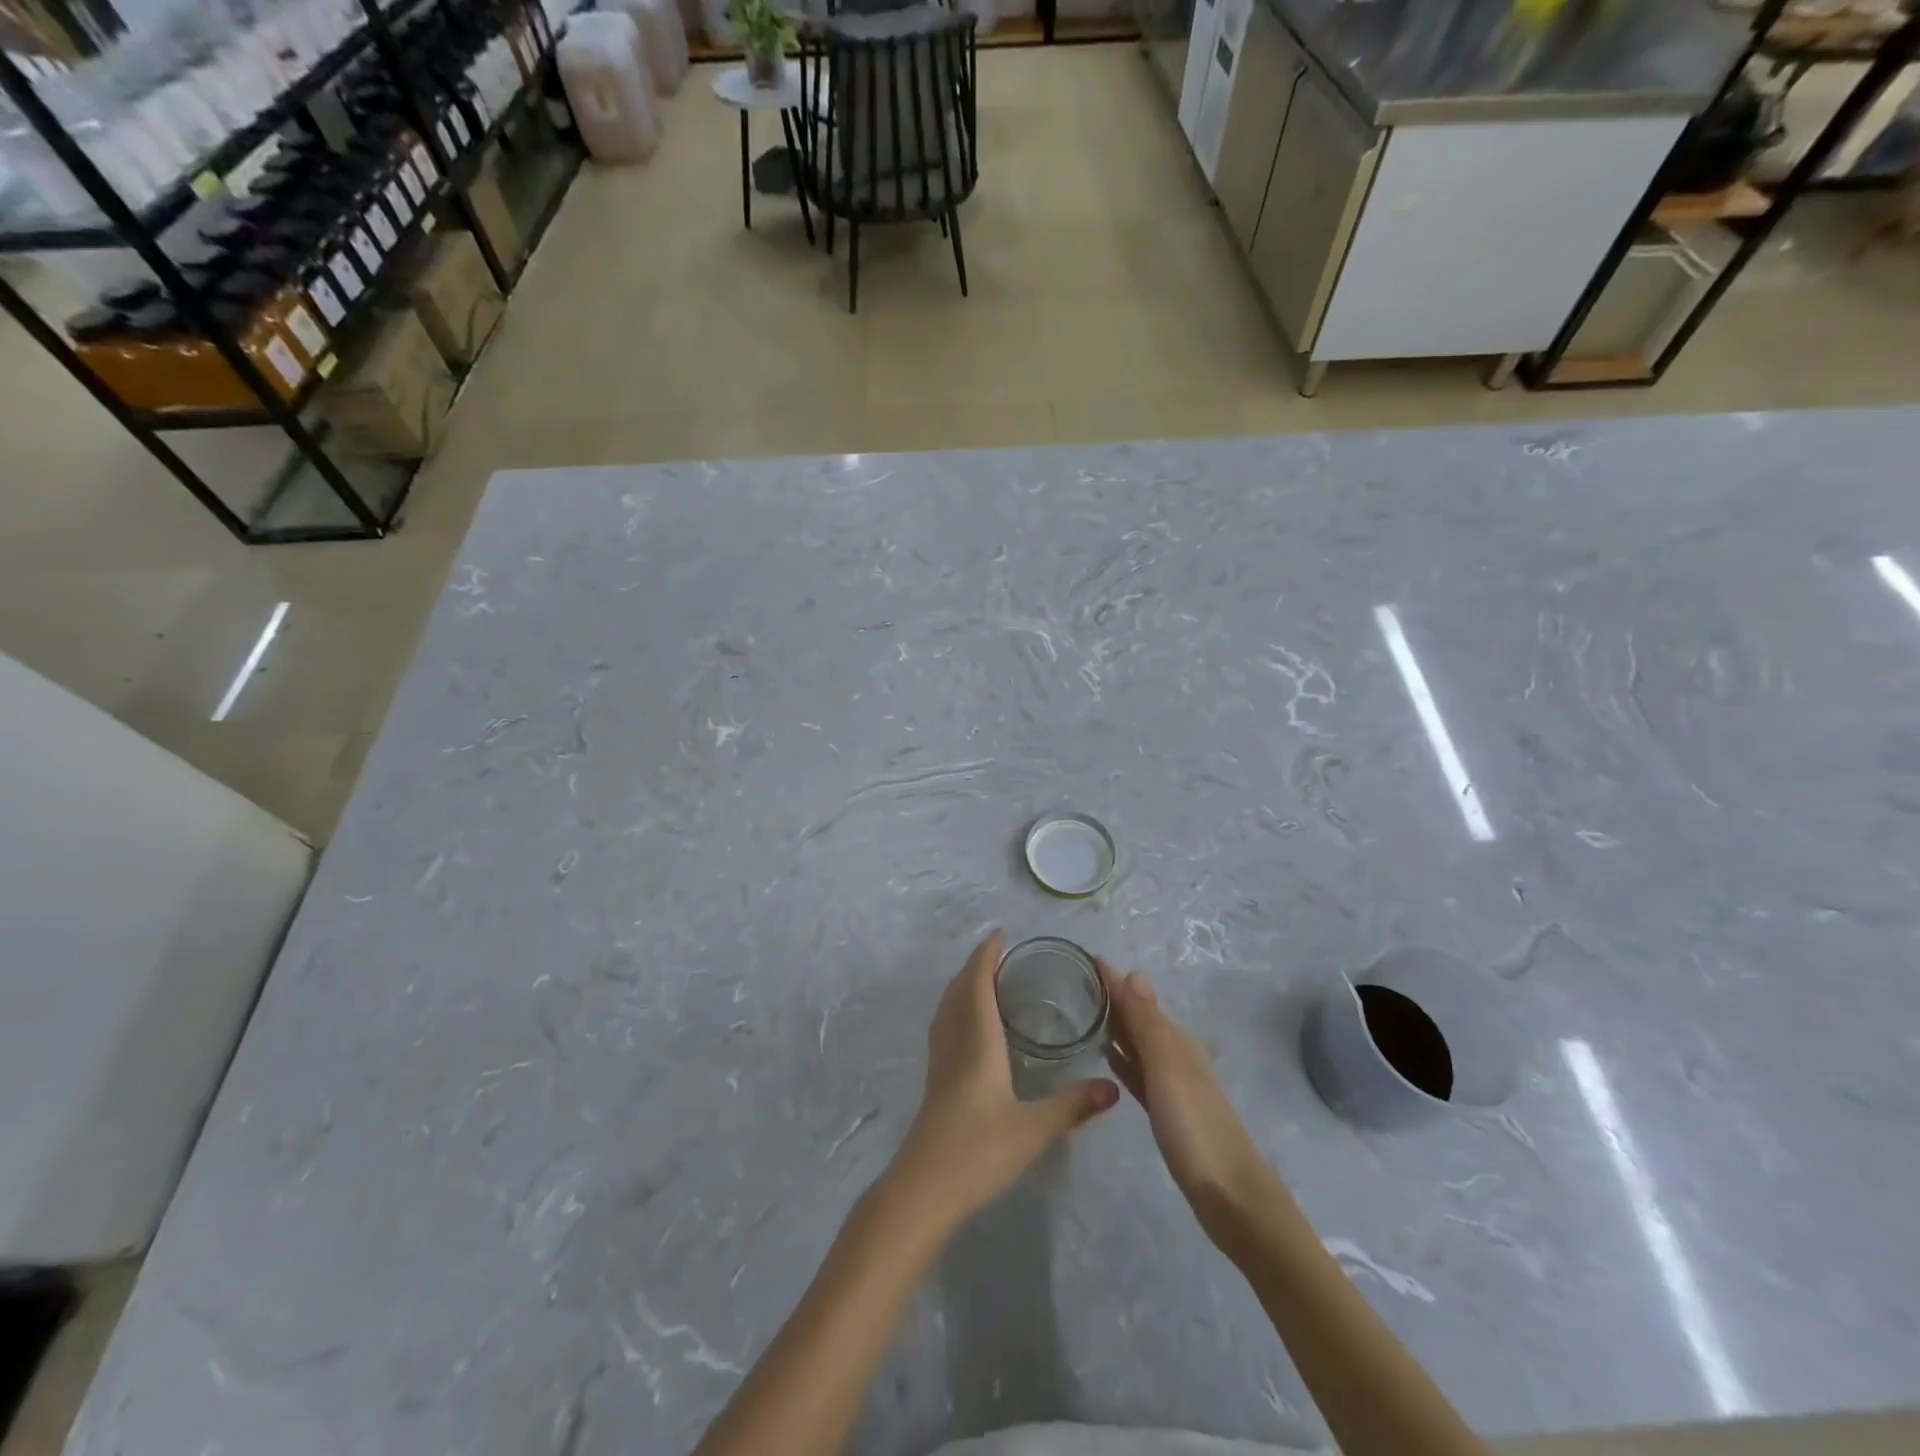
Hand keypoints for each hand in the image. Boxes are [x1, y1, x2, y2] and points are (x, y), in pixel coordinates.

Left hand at [890, 931, 1118, 1225]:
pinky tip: (969, 1028)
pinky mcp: (935, 1081)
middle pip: (959, 989)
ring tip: (985, 980)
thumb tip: (1113, 1088)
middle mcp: (955, 1041)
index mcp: (977, 1040)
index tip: (1000, 934)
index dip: (987, 955)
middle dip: (976, 965)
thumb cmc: (978, 1151)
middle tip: (1000, 953)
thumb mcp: (1034, 1129)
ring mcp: (940, 1061)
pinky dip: (957, 1009)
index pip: (977, 982)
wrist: (924, 1188)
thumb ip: (1073, 1106)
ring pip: (948, 1008)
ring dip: (963, 985)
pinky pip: (944, 1027)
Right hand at [1098, 959, 1277, 1239]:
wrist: (1230, 1196)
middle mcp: (1175, 1055)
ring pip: (1138, 1044)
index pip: (1138, 999)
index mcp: (1176, 1041)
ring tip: (1083, 1015)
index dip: (1113, 980)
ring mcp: (1172, 1085)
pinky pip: (1139, 1073)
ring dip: (1116, 1028)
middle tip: (1074, 983)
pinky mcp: (1167, 1112)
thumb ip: (1148, 1024)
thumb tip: (1133, 971)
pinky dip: (1124, 1059)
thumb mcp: (1168, 1069)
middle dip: (1112, 999)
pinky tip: (1109, 1059)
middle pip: (1139, 1018)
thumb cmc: (1195, 1128)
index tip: (1083, 960)